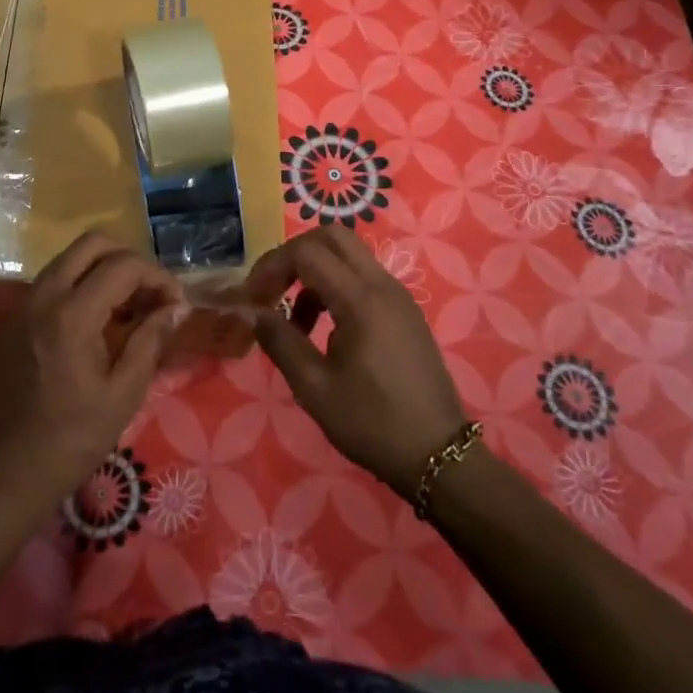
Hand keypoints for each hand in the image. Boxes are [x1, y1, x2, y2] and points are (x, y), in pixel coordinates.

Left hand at [0, 233, 188, 517]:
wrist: (2, 478)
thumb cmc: (70, 441)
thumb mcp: (123, 395)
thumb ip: (150, 340)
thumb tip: (175, 308)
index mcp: (71, 314)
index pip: (123, 266)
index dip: (158, 277)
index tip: (176, 304)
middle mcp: (42, 297)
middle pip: (91, 244)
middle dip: (129, 259)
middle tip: (151, 293)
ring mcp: (20, 307)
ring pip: (68, 260)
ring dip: (102, 271)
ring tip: (128, 309)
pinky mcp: (9, 323)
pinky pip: (50, 285)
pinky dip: (78, 288)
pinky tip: (95, 326)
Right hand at [246, 229, 467, 499]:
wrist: (439, 455)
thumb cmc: (373, 424)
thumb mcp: (315, 389)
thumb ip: (281, 342)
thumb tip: (253, 312)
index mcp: (361, 300)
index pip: (307, 252)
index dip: (272, 266)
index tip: (253, 298)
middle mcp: (382, 285)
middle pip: (332, 237)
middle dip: (294, 255)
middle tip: (273, 291)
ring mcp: (398, 295)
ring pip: (349, 255)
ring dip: (315, 273)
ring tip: (296, 323)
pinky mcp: (405, 310)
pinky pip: (364, 277)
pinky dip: (336, 286)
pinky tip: (326, 330)